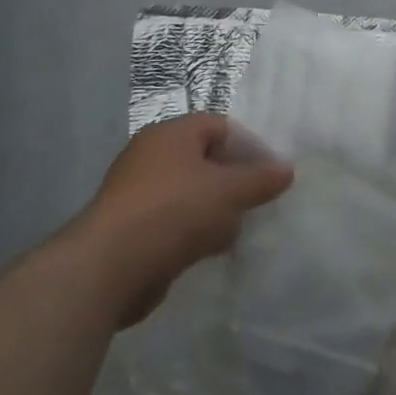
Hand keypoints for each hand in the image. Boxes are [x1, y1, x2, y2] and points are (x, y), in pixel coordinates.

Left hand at [67, 114, 292, 327]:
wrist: (109, 268)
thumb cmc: (174, 211)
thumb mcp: (229, 190)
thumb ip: (262, 179)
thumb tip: (287, 170)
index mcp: (170, 134)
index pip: (220, 126)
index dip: (249, 145)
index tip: (271, 172)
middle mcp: (151, 157)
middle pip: (206, 160)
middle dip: (235, 181)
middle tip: (259, 200)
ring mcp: (139, 194)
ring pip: (192, 194)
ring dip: (217, 210)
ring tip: (238, 229)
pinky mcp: (132, 229)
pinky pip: (175, 222)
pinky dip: (195, 232)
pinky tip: (212, 250)